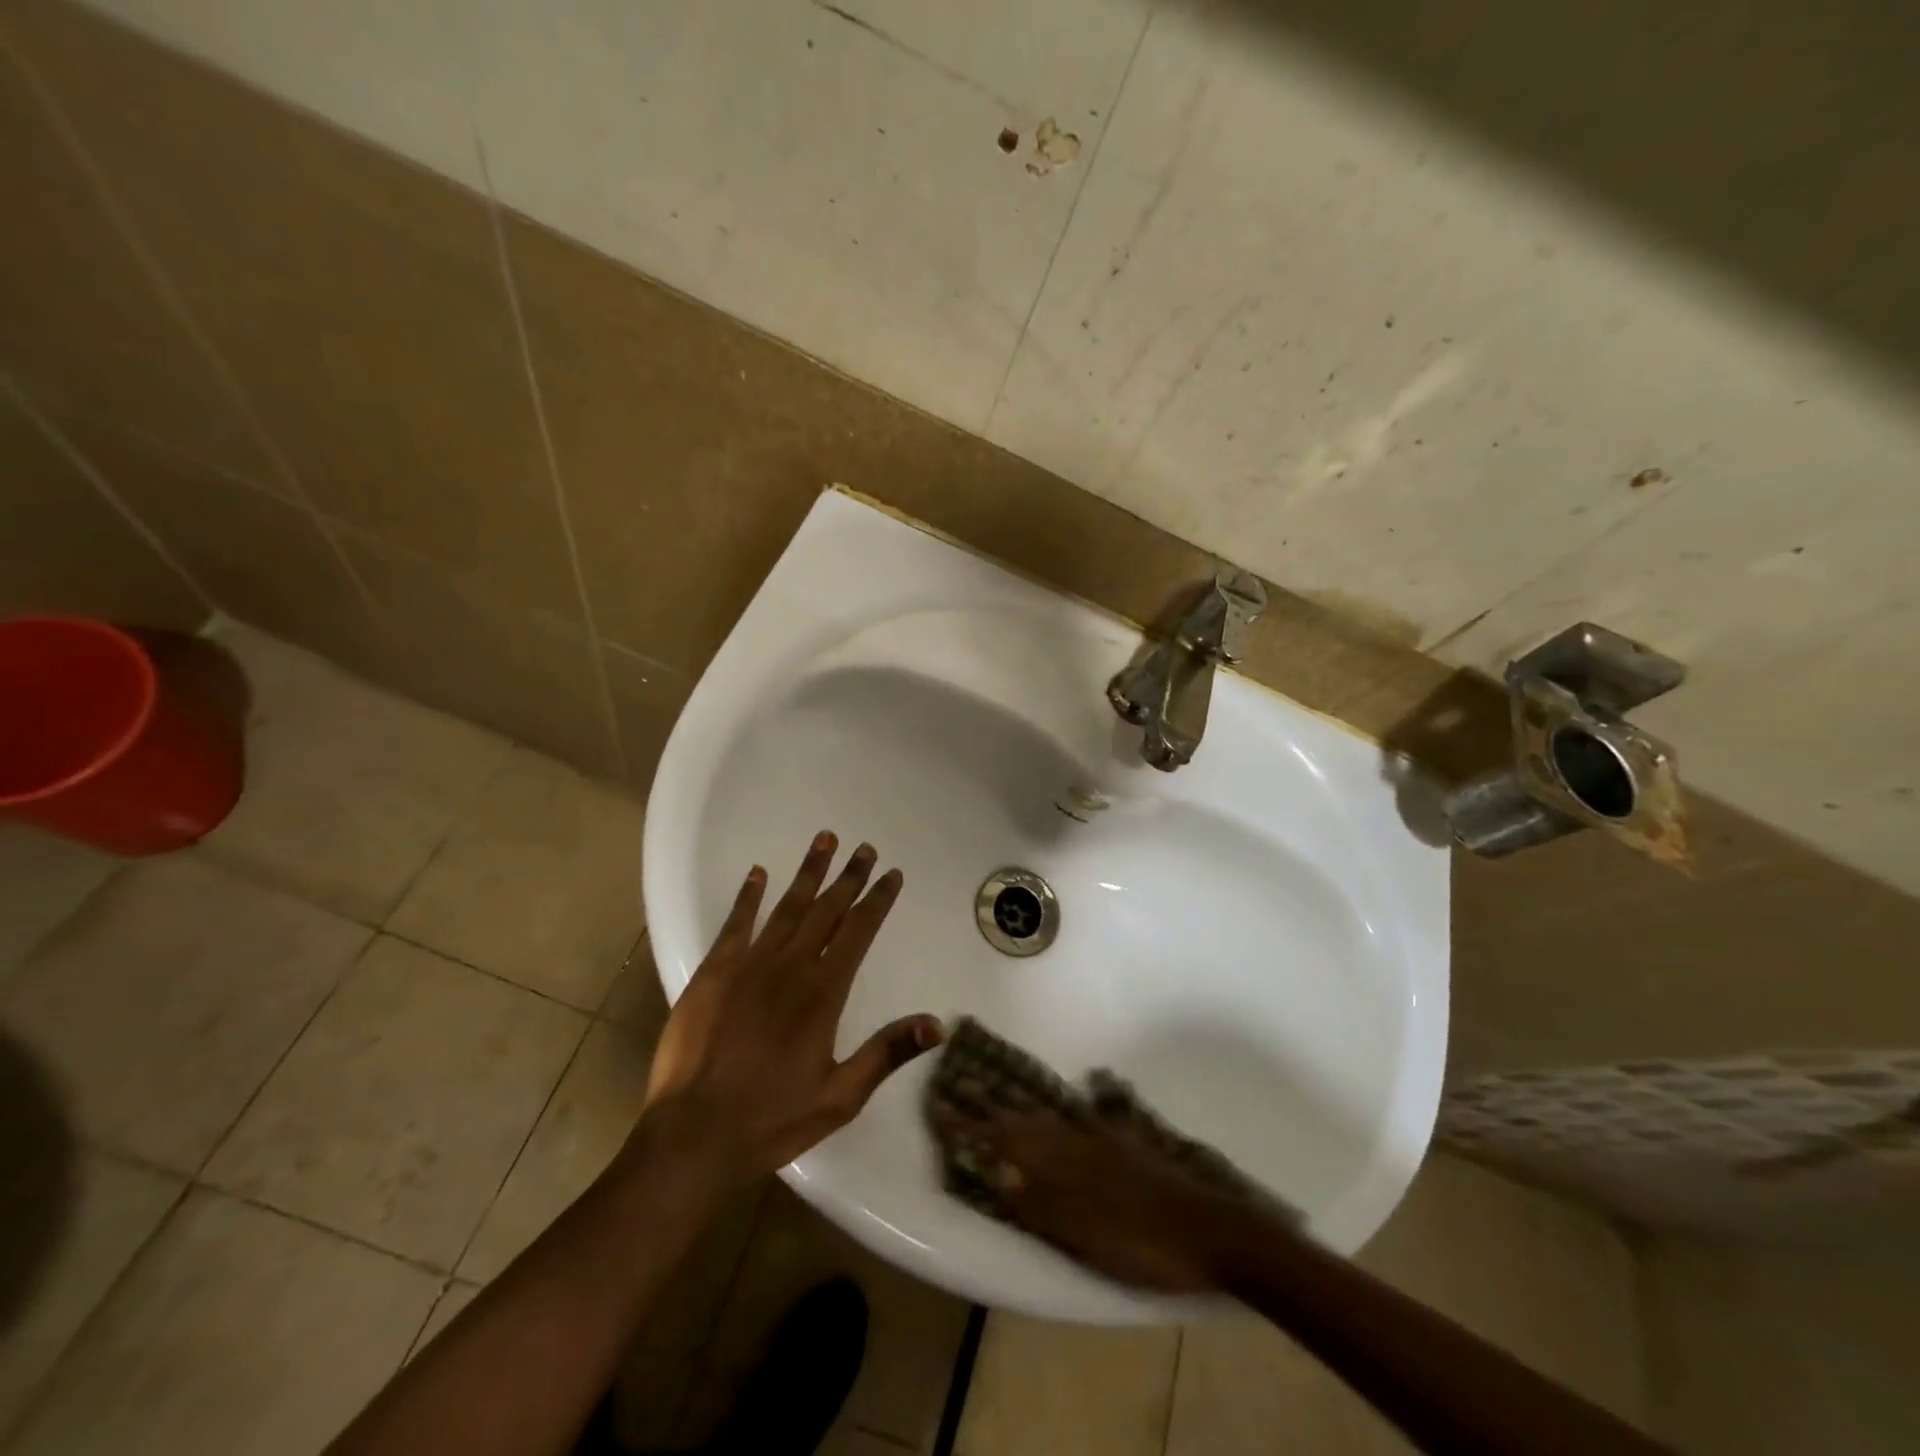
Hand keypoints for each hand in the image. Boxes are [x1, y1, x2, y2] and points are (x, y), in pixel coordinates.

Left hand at [634, 833, 943, 1196]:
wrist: (693, 1136)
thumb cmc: (771, 1120)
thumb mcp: (840, 1097)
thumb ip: (887, 1053)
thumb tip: (938, 1023)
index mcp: (823, 993)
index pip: (858, 932)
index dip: (877, 900)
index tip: (891, 874)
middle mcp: (790, 967)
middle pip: (826, 910)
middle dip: (848, 877)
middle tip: (864, 848)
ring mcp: (748, 965)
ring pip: (786, 907)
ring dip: (808, 873)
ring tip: (824, 840)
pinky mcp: (713, 973)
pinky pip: (735, 924)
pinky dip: (748, 896)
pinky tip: (758, 873)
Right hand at [930, 1095, 1246, 1292]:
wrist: (1211, 1230)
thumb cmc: (1142, 1244)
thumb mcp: (1085, 1236)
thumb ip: (1040, 1202)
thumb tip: (995, 1168)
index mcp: (1061, 1165)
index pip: (1003, 1140)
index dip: (969, 1126)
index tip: (937, 1104)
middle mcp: (1077, 1140)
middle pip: (1023, 1117)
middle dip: (988, 1101)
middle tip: (959, 1080)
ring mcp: (1105, 1137)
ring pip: (1053, 1110)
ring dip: (1024, 1097)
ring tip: (1002, 1080)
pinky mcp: (1129, 1142)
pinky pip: (1096, 1112)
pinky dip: (1085, 1098)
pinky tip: (1093, 1081)